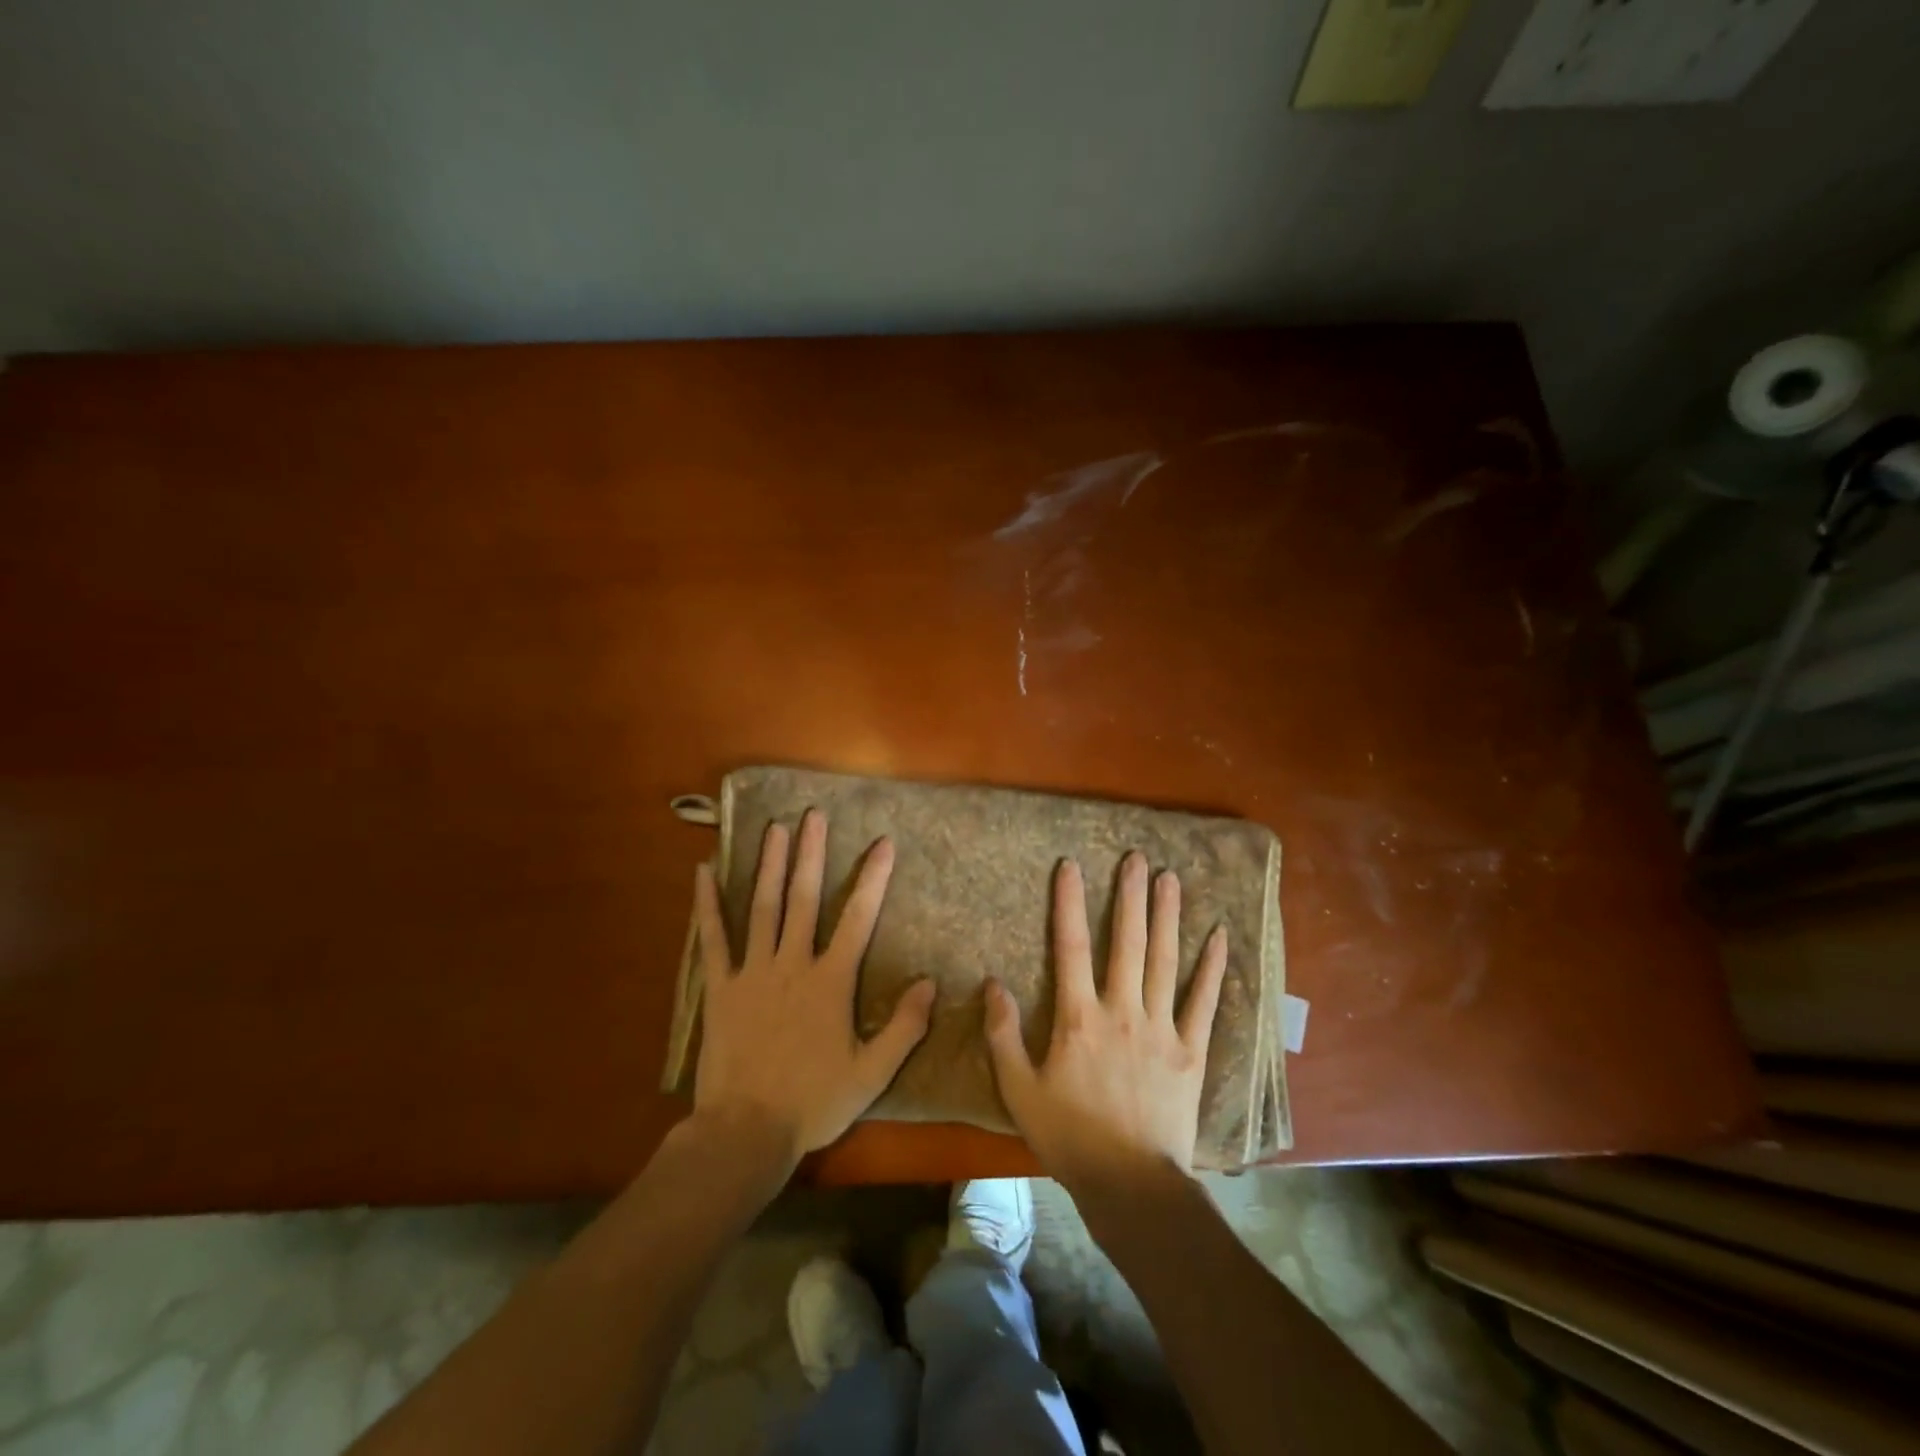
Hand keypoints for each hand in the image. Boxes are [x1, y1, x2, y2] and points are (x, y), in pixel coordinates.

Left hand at [691, 809, 935, 1167]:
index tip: (883, 843)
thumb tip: (930, 984)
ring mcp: (752, 972)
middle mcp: (792, 964)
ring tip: (775, 828)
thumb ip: (904, 1028)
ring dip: (769, 865)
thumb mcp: (872, 1073)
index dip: (873, 878)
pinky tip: (703, 873)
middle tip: (814, 815)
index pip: (858, 917)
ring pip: (763, 907)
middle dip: (811, 853)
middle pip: (804, 898)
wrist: (745, 1132)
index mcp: (830, 981)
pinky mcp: (720, 987)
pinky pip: (713, 939)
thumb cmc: (813, 1102)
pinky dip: (707, 905)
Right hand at [984, 853, 1226, 1196]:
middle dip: (1130, 896)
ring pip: (1164, 960)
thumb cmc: (1069, 1137)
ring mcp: (1162, 1028)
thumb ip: (1002, 1034)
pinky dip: (1212, 969)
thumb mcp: (1018, 1090)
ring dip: (1167, 917)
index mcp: (1079, 1017)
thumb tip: (993, 982)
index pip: (1070, 946)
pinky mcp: (1191, 1051)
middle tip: (1137, 858)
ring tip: (1171, 878)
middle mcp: (1122, 1010)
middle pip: (1126, 941)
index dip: (1068, 902)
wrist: (1131, 1185)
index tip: (1071, 865)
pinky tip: (1220, 937)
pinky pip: (1204, 1002)